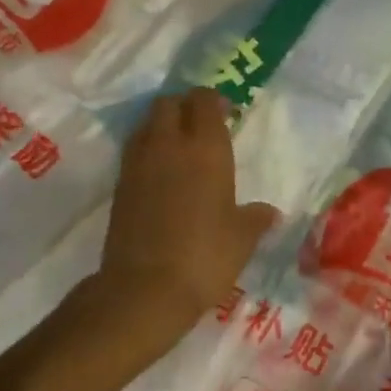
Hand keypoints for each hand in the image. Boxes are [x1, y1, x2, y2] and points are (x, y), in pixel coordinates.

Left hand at [99, 89, 278, 325]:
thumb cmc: (205, 256)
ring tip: (180, 147)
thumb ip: (256, 217)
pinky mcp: (119, 186)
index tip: (227, 113)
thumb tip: (270, 213)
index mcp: (206, 148)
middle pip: (168, 103)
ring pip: (146, 123)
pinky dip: (148, 150)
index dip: (214, 101)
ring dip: (162, 125)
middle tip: (201, 125)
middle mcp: (169, 145)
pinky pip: (134, 150)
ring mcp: (139, 163)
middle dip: (184, 106)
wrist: (144, 289)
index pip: (204, 101)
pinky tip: (162, 173)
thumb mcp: (243, 238)